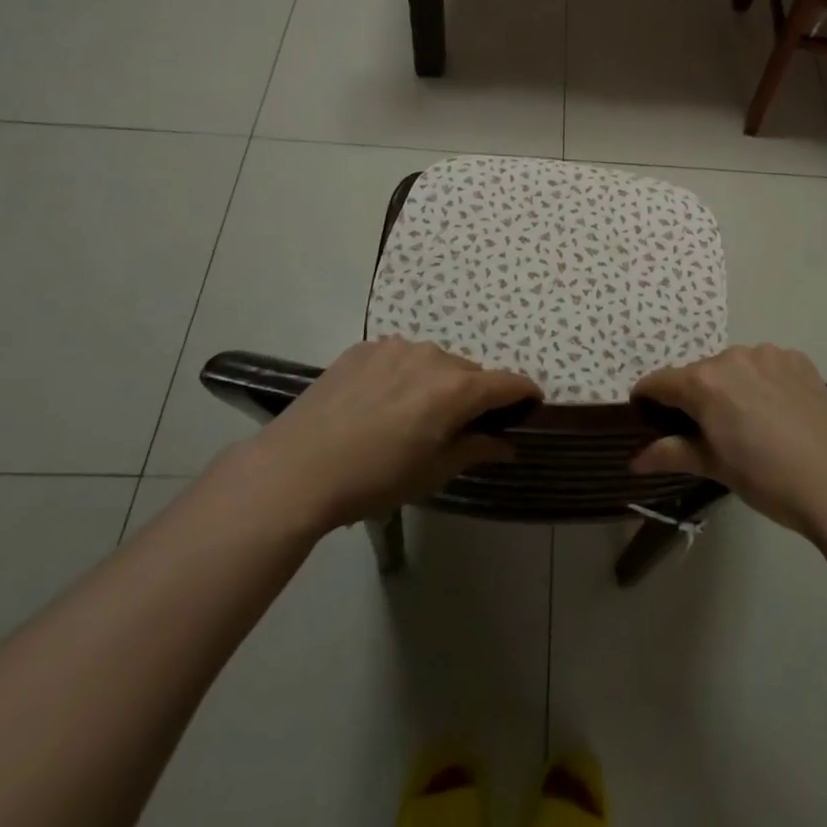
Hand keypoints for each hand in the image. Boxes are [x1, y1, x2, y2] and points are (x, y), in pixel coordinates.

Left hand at [246, 337, 539, 532]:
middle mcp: (434, 357)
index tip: (530, 405)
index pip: (508, 383)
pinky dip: (402, 376)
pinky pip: (399, 358)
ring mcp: (396, 347)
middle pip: (469, 373)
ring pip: (434, 363)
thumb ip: (477, 449)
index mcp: (456, 389)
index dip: (525, 393)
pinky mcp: (365, 348)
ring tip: (409, 417)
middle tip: (456, 428)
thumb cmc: (374, 479)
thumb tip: (508, 442)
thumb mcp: (433, 473)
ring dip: (435, 383)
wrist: (297, 468)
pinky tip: (378, 405)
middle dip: (472, 396)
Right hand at [630, 345, 826, 542]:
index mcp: (704, 383)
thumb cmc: (768, 480)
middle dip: (695, 397)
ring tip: (749, 423)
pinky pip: (765, 365)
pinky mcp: (796, 358)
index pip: (660, 382)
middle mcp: (731, 357)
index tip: (645, 413)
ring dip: (731, 387)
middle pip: (699, 374)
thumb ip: (673, 454)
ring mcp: (767, 354)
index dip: (648, 397)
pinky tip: (778, 411)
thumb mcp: (716, 468)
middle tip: (707, 432)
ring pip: (734, 367)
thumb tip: (635, 459)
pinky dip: (762, 382)